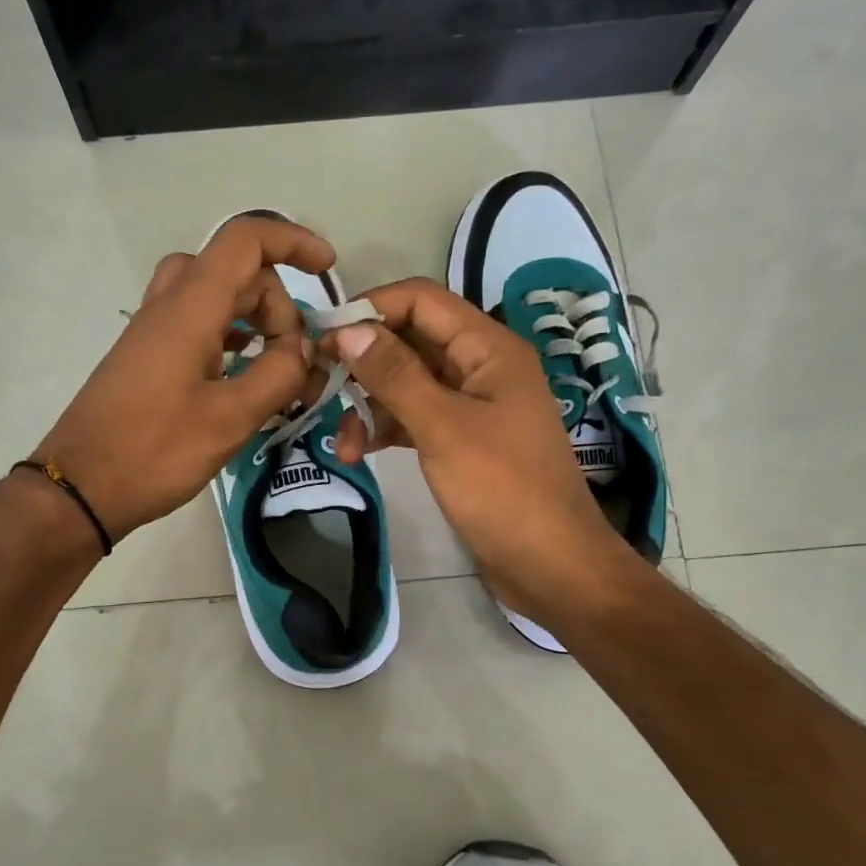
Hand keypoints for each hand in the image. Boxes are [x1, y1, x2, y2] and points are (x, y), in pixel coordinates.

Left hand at [33, 216, 336, 540]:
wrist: (80, 488)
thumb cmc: (155, 452)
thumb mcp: (230, 419)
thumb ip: (277, 375)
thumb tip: (303, 349)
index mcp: (189, 309)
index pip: (245, 242)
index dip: (292, 242)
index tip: (327, 269)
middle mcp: (167, 306)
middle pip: (234, 270)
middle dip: (276, 302)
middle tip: (294, 358)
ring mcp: (152, 331)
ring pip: (212, 295)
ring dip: (252, 317)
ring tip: (275, 363)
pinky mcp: (145, 358)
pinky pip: (194, 323)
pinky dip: (227, 336)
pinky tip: (242, 375)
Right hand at [324, 277, 639, 617]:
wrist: (550, 564)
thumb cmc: (502, 490)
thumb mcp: (443, 427)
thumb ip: (395, 375)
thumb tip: (346, 329)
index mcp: (488, 348)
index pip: (421, 301)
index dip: (370, 309)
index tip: (321, 337)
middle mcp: (481, 367)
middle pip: (410, 342)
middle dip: (363, 362)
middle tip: (316, 386)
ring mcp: (472, 405)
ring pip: (408, 384)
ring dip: (370, 405)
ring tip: (342, 443)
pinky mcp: (462, 440)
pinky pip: (415, 418)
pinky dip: (386, 429)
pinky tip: (360, 453)